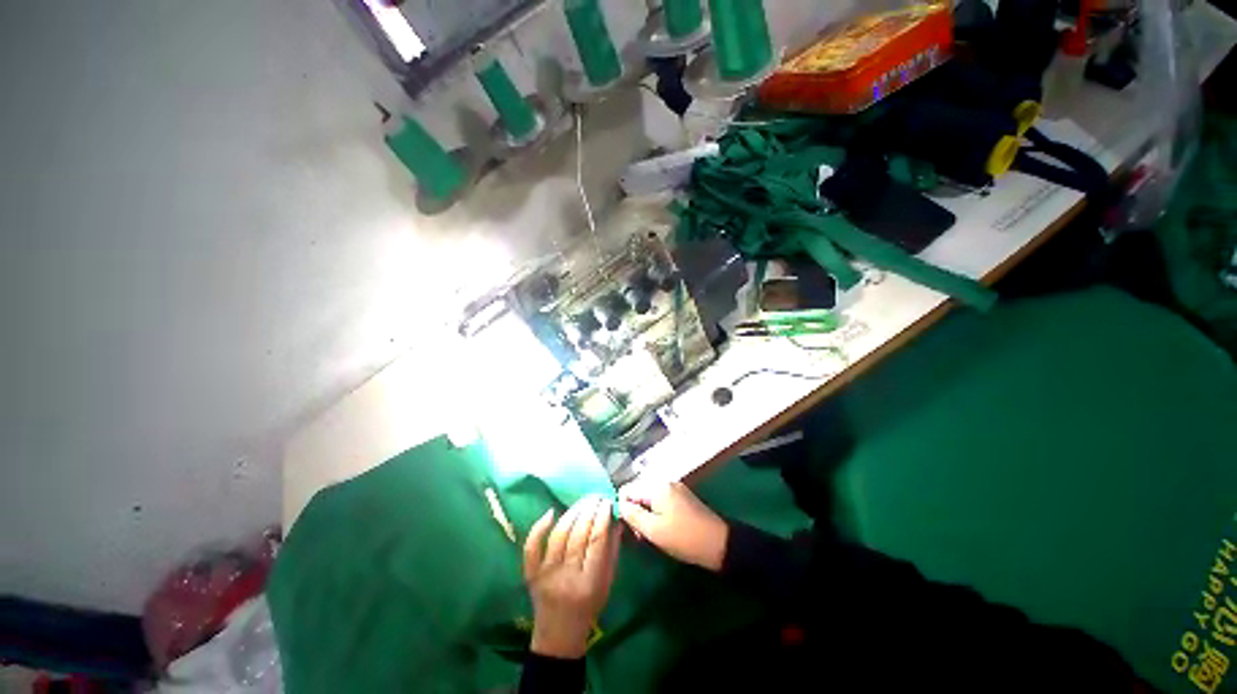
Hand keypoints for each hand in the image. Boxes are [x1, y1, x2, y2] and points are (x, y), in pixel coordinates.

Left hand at [523, 496, 619, 658]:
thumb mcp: (607, 584)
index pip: (596, 541)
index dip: (603, 518)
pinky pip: (532, 547)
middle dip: (589, 510)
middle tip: (597, 496)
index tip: (608, 502)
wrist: (558, 635)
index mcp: (589, 583)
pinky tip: (551, 512)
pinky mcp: (530, 573)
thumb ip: (612, 552)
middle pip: (578, 535)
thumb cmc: (589, 607)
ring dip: (572, 513)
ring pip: (558, 536)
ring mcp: (545, 574)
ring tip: (583, 501)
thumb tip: (616, 520)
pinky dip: (539, 527)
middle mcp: (566, 577)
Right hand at [618, 480, 728, 571]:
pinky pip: (660, 501)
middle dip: (635, 512)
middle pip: (638, 492)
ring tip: (652, 535)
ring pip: (649, 498)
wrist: (719, 543)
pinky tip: (662, 529)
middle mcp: (664, 481)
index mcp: (656, 486)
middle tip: (640, 535)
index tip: (629, 528)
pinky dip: (656, 514)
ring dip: (645, 515)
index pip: (627, 489)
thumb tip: (619, 505)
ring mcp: (674, 488)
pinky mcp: (682, 497)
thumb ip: (633, 515)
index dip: (623, 508)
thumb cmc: (683, 537)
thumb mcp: (653, 530)